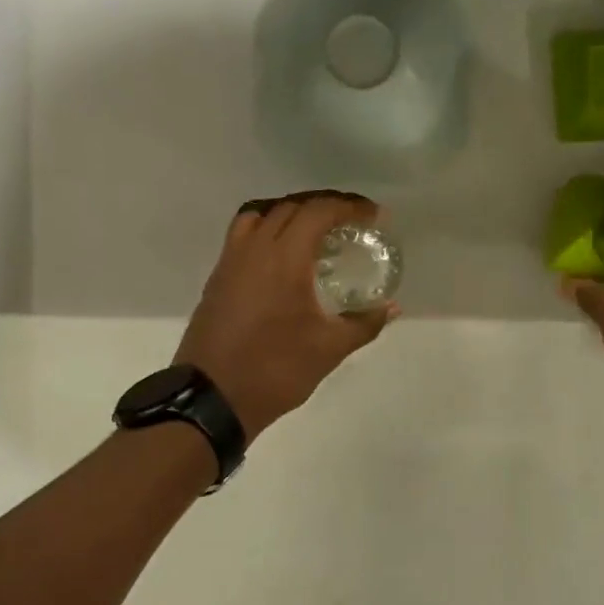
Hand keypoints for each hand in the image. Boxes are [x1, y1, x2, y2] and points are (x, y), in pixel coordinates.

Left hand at [175, 191, 395, 439]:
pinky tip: (284, 257)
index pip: (318, 211)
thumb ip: (364, 323)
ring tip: (316, 232)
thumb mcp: (328, 349)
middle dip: (325, 206)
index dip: (349, 207)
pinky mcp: (217, 278)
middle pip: (291, 206)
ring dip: (292, 213)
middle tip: (352, 222)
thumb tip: (391, 307)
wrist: (212, 397)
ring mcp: (231, 261)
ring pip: (262, 214)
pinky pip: (244, 235)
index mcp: (284, 257)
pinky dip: (268, 230)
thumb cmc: (275, 370)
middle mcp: (254, 248)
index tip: (374, 216)